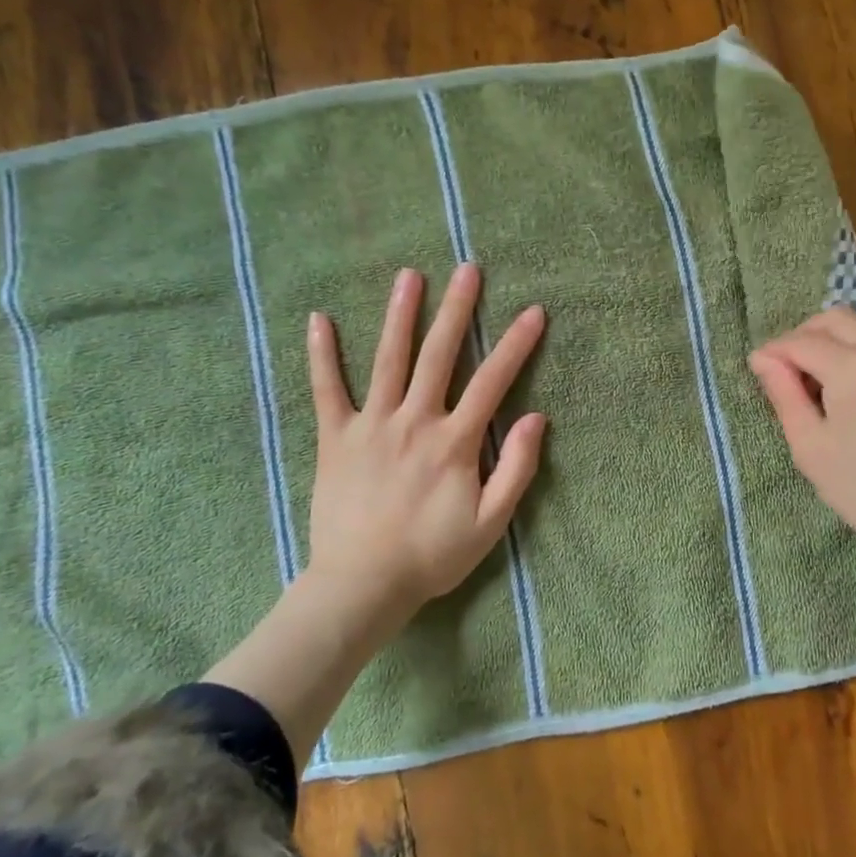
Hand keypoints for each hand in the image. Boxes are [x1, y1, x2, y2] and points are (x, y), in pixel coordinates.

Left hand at [301, 263, 546, 621]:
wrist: (361, 586)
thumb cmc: (432, 556)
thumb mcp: (491, 523)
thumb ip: (517, 468)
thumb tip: (536, 418)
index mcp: (454, 442)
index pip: (492, 382)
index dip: (516, 344)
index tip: (533, 311)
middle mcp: (414, 422)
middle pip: (439, 355)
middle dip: (457, 310)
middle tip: (467, 270)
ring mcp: (371, 426)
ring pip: (388, 360)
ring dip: (400, 315)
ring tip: (409, 276)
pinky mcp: (335, 439)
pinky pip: (326, 391)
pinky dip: (321, 355)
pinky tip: (319, 320)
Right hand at [748, 309, 855, 599]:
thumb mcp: (812, 448)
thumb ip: (785, 395)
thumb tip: (763, 359)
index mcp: (855, 368)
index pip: (801, 341)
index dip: (774, 352)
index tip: (760, 369)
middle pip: (836, 319)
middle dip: (805, 335)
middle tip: (791, 370)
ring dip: (839, 341)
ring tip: (827, 380)